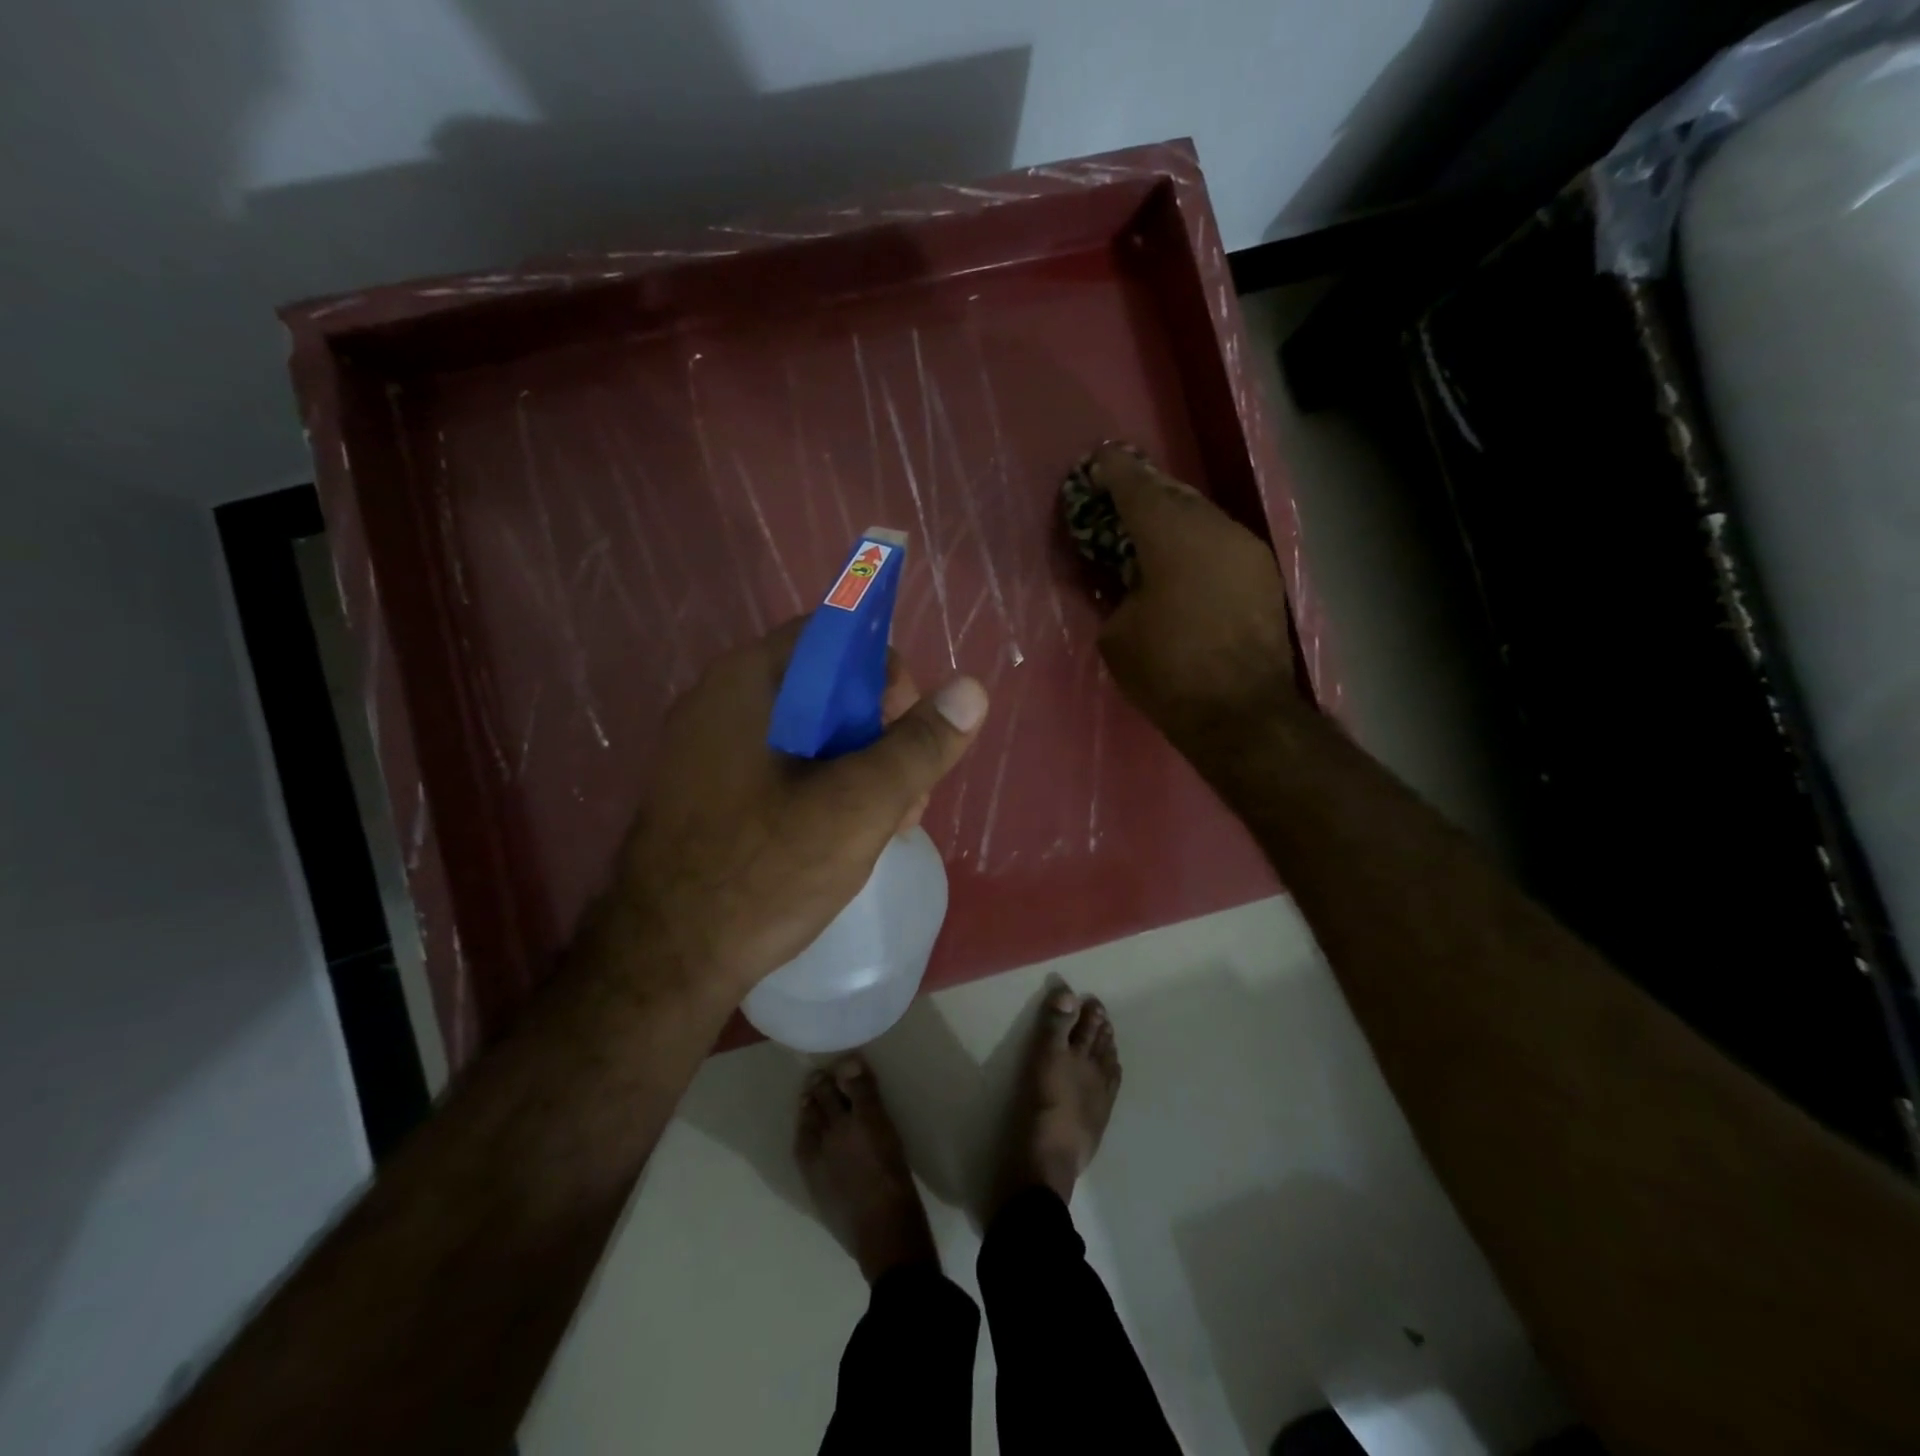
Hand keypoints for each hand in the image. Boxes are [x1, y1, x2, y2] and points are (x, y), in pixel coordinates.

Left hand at [603, 621, 988, 1001]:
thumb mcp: (859, 806)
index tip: (910, 728)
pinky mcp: (710, 794)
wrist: (664, 965)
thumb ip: (919, 746)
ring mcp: (709, 751)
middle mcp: (720, 703)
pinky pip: (782, 768)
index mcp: (747, 683)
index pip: (832, 636)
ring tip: (890, 824)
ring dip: (860, 767)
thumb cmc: (763, 872)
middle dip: (880, 733)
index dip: (883, 672)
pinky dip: (824, 788)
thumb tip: (971, 689)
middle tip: (909, 792)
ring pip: (808, 733)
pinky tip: (848, 837)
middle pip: (824, 687)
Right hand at [1091, 444, 1297, 747]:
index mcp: (1170, 535)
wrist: (1240, 712)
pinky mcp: (1263, 576)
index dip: (1112, 473)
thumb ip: (1115, 593)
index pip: (1135, 488)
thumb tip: (1127, 583)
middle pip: (1173, 495)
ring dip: (1174, 518)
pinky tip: (1183, 561)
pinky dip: (1197, 544)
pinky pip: (1221, 543)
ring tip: (1149, 529)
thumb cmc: (1167, 671)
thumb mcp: (1116, 634)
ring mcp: (1246, 549)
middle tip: (1120, 495)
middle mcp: (1214, 528)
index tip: (1096, 463)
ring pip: (1203, 518)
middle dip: (1144, 491)